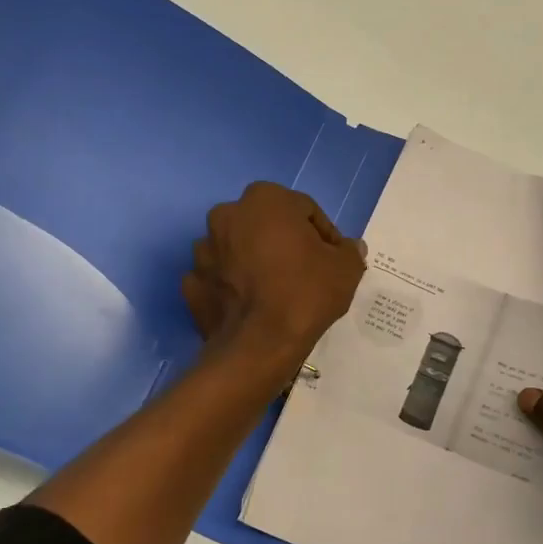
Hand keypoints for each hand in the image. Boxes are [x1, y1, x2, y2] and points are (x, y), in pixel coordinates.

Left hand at [183, 182, 365, 375]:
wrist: (260, 344)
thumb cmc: (306, 292)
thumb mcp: (346, 269)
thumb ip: (349, 251)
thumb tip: (351, 247)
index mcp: (265, 199)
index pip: (304, 210)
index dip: (323, 235)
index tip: (333, 260)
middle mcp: (227, 215)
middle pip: (266, 225)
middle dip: (285, 242)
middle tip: (305, 272)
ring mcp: (204, 250)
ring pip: (239, 249)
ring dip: (255, 261)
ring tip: (276, 290)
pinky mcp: (192, 283)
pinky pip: (220, 277)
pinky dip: (233, 286)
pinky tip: (252, 305)